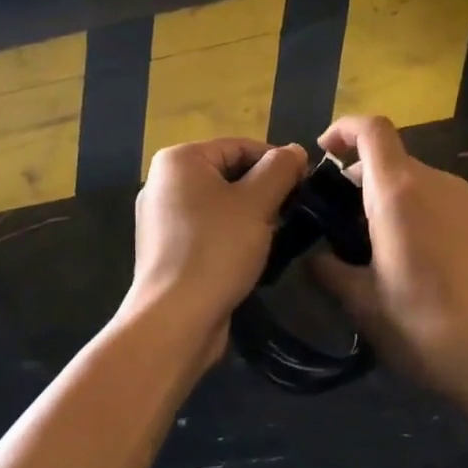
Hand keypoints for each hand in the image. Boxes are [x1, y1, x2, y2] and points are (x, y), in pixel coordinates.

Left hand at [127, 138, 307, 360]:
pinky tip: (250, 254)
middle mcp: (164, 181)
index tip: (305, 184)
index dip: (276, 162)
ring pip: (220, 202)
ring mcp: (162, 217)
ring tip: (275, 235)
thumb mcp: (257, 203)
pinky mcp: (167, 248)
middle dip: (263, 191)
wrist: (175, 320)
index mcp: (178, 160)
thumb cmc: (216, 250)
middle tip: (291, 212)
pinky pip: (208, 228)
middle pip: (228, 173)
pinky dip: (231, 234)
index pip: (239, 146)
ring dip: (250, 215)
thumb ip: (280, 169)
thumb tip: (295, 151)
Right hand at [312, 116, 467, 425]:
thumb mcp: (365, 306)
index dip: (343, 129)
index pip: (371, 129)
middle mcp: (435, 183)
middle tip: (337, 220)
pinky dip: (413, 210)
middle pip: (389, 156)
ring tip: (370, 245)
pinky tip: (410, 259)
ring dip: (385, 197)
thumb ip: (329, 271)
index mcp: (399, 192)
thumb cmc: (430, 328)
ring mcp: (466, 201)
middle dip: (357, 177)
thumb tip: (313, 256)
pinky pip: (437, 199)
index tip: (322, 152)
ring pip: (413, 179)